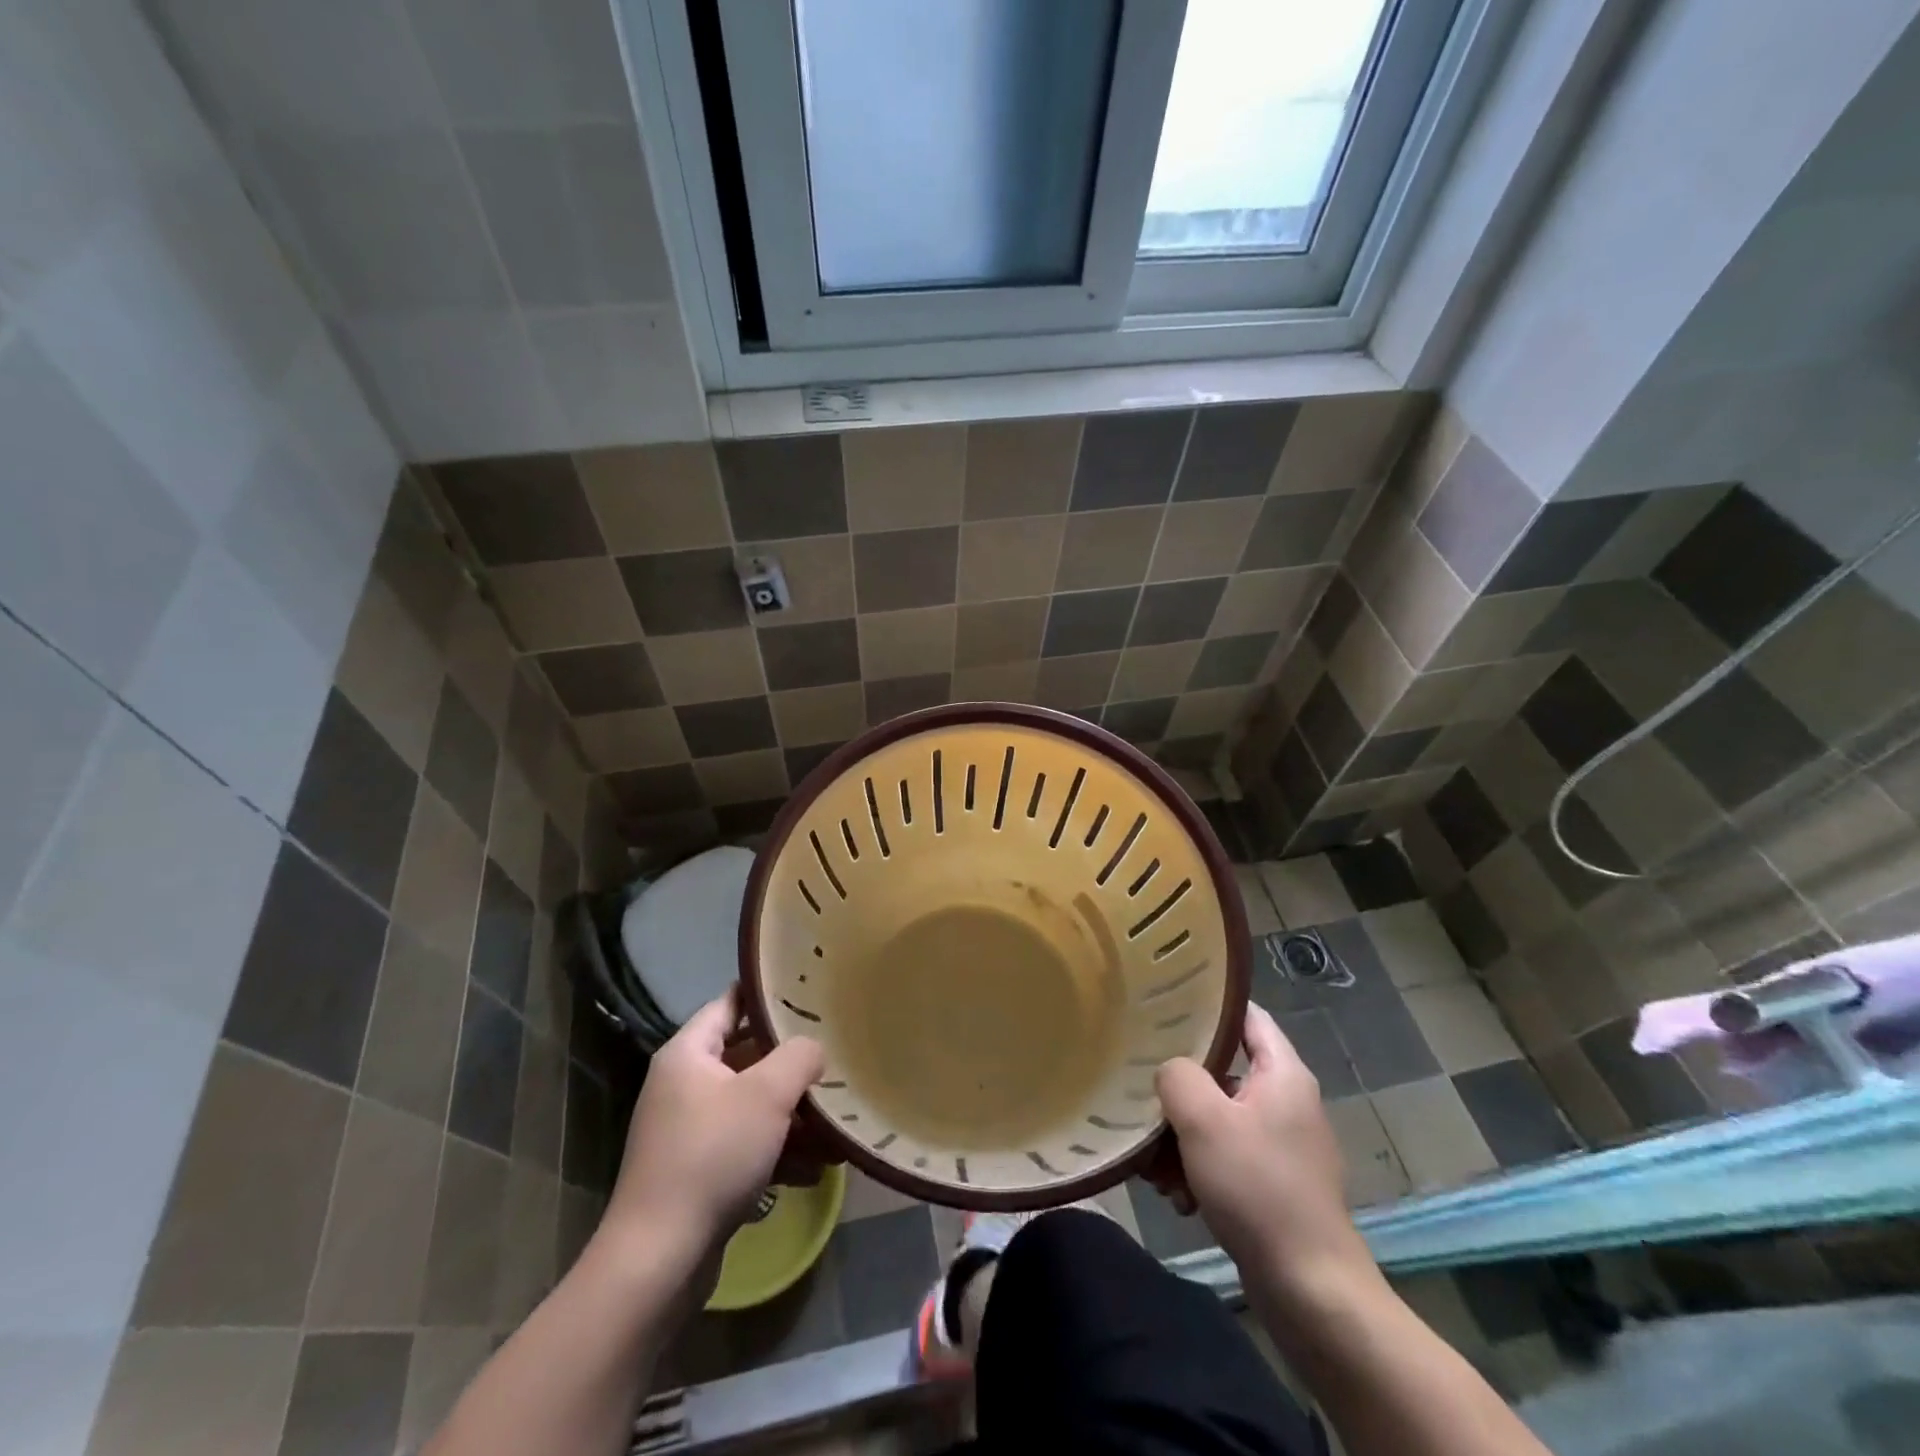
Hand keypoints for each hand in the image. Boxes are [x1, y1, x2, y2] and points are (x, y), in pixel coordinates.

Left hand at [603, 989, 826, 1263]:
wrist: (659, 1259)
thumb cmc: (712, 1156)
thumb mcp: (767, 1095)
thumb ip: (799, 1057)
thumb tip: (814, 1050)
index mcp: (688, 1054)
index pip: (731, 1002)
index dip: (769, 995)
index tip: (810, 993)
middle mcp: (684, 1085)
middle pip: (748, 1057)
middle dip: (793, 1065)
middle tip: (835, 1058)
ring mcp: (689, 1130)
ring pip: (752, 1106)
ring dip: (793, 1116)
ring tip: (837, 1126)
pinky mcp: (698, 1171)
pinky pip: (746, 1146)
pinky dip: (779, 1152)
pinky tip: (816, 1170)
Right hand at [1156, 1005, 1376, 1303]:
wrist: (1310, 1291)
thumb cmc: (1257, 1189)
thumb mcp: (1203, 1120)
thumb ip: (1177, 1076)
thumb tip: (1170, 1070)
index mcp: (1283, 1073)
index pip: (1246, 1015)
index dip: (1207, 1005)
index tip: (1163, 1004)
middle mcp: (1287, 1101)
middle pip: (1222, 1071)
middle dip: (1179, 1090)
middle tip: (1144, 1099)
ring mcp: (1282, 1145)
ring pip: (1218, 1119)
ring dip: (1182, 1138)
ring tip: (1156, 1170)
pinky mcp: (1275, 1184)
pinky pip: (1227, 1157)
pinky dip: (1200, 1169)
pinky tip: (1179, 1198)